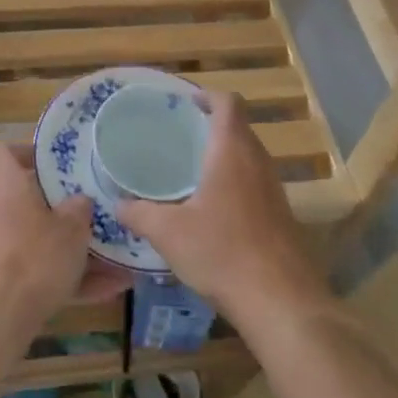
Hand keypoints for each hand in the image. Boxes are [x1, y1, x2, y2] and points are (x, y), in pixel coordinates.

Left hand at [0, 144, 129, 354]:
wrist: (0, 319)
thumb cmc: (35, 258)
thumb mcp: (71, 228)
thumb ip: (80, 209)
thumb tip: (81, 200)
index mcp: (8, 186)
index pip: (4, 152)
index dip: (29, 150)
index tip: (59, 159)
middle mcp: (0, 212)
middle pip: (31, 198)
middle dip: (65, 204)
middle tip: (97, 204)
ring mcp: (3, 248)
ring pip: (44, 239)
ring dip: (77, 247)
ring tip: (119, 254)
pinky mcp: (11, 281)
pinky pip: (47, 271)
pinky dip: (75, 278)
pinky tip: (114, 288)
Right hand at [118, 92, 332, 336]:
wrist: (280, 301)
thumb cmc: (222, 253)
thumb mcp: (168, 233)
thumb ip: (139, 214)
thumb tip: (116, 205)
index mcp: (232, 152)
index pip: (228, 104)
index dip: (208, 96)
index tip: (185, 104)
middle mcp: (258, 162)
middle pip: (239, 128)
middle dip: (212, 126)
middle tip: (179, 137)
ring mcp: (274, 190)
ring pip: (249, 157)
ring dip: (224, 156)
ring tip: (191, 171)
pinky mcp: (281, 216)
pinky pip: (255, 184)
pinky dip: (235, 183)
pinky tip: (213, 210)